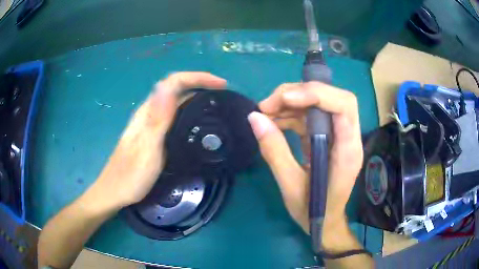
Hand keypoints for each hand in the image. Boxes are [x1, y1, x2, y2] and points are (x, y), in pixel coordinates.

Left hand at [90, 72, 225, 209]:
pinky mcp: (152, 135)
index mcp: (148, 113)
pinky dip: (189, 111)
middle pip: (175, 88)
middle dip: (200, 84)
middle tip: (223, 95)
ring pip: (175, 101)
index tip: (221, 85)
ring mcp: (149, 124)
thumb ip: (158, 119)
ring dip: (196, 96)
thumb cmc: (130, 176)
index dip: (198, 78)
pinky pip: (173, 115)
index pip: (174, 82)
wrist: (114, 192)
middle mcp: (149, 113)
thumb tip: (167, 86)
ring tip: (215, 105)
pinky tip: (197, 122)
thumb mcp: (147, 149)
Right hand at [247, 82, 362, 238]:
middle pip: (332, 98)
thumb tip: (254, 118)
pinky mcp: (328, 137)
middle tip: (268, 105)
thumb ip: (274, 151)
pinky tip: (273, 121)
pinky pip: (311, 116)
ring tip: (265, 112)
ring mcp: (339, 135)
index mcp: (347, 151)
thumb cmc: (313, 210)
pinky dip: (290, 114)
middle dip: (299, 94)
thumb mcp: (290, 185)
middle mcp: (348, 137)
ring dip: (290, 103)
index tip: (285, 100)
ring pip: (319, 103)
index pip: (344, 106)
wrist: (325, 222)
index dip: (317, 94)